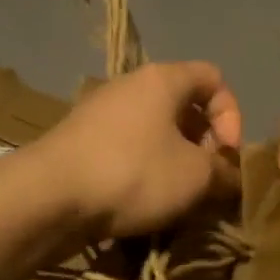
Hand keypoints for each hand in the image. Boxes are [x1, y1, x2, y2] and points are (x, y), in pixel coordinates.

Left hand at [34, 61, 243, 239]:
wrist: (47, 197)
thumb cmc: (133, 173)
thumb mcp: (195, 177)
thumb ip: (224, 173)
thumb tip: (232, 178)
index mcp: (163, 79)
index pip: (214, 78)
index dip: (232, 115)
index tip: (226, 154)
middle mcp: (130, 85)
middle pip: (183, 105)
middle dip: (203, 143)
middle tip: (207, 179)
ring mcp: (100, 112)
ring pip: (154, 129)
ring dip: (175, 160)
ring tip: (178, 196)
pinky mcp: (80, 141)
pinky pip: (127, 147)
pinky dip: (144, 169)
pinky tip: (144, 201)